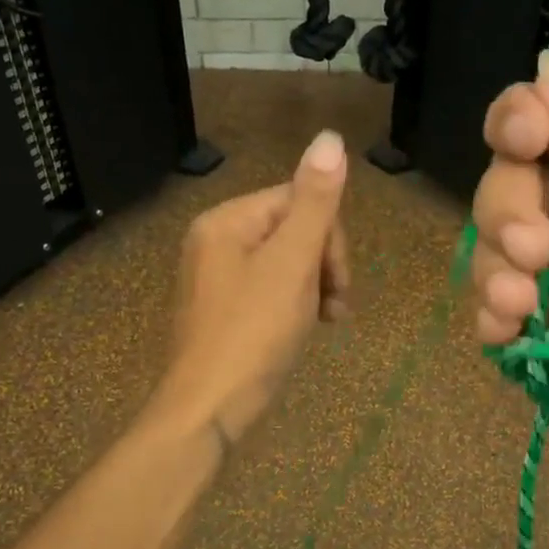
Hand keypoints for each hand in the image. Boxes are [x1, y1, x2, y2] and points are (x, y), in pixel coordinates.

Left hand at [157, 129, 350, 444]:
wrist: (208, 411)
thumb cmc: (253, 334)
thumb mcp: (292, 263)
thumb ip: (315, 202)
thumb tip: (330, 138)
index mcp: (227, 221)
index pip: (299, 201)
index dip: (330, 239)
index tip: (340, 283)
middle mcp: (215, 242)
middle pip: (293, 231)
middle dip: (323, 266)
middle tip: (335, 309)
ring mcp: (216, 279)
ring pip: (286, 264)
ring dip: (315, 288)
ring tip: (326, 322)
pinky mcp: (222, 312)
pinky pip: (269, 291)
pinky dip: (295, 306)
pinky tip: (304, 330)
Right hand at [470, 51, 548, 490]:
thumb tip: (548, 65)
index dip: (520, 124)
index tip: (522, 143)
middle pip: (509, 185)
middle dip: (507, 213)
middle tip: (536, 253)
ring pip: (491, 249)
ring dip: (494, 273)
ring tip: (523, 309)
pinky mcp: (548, 335)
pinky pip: (494, 310)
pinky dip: (492, 320)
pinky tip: (510, 336)